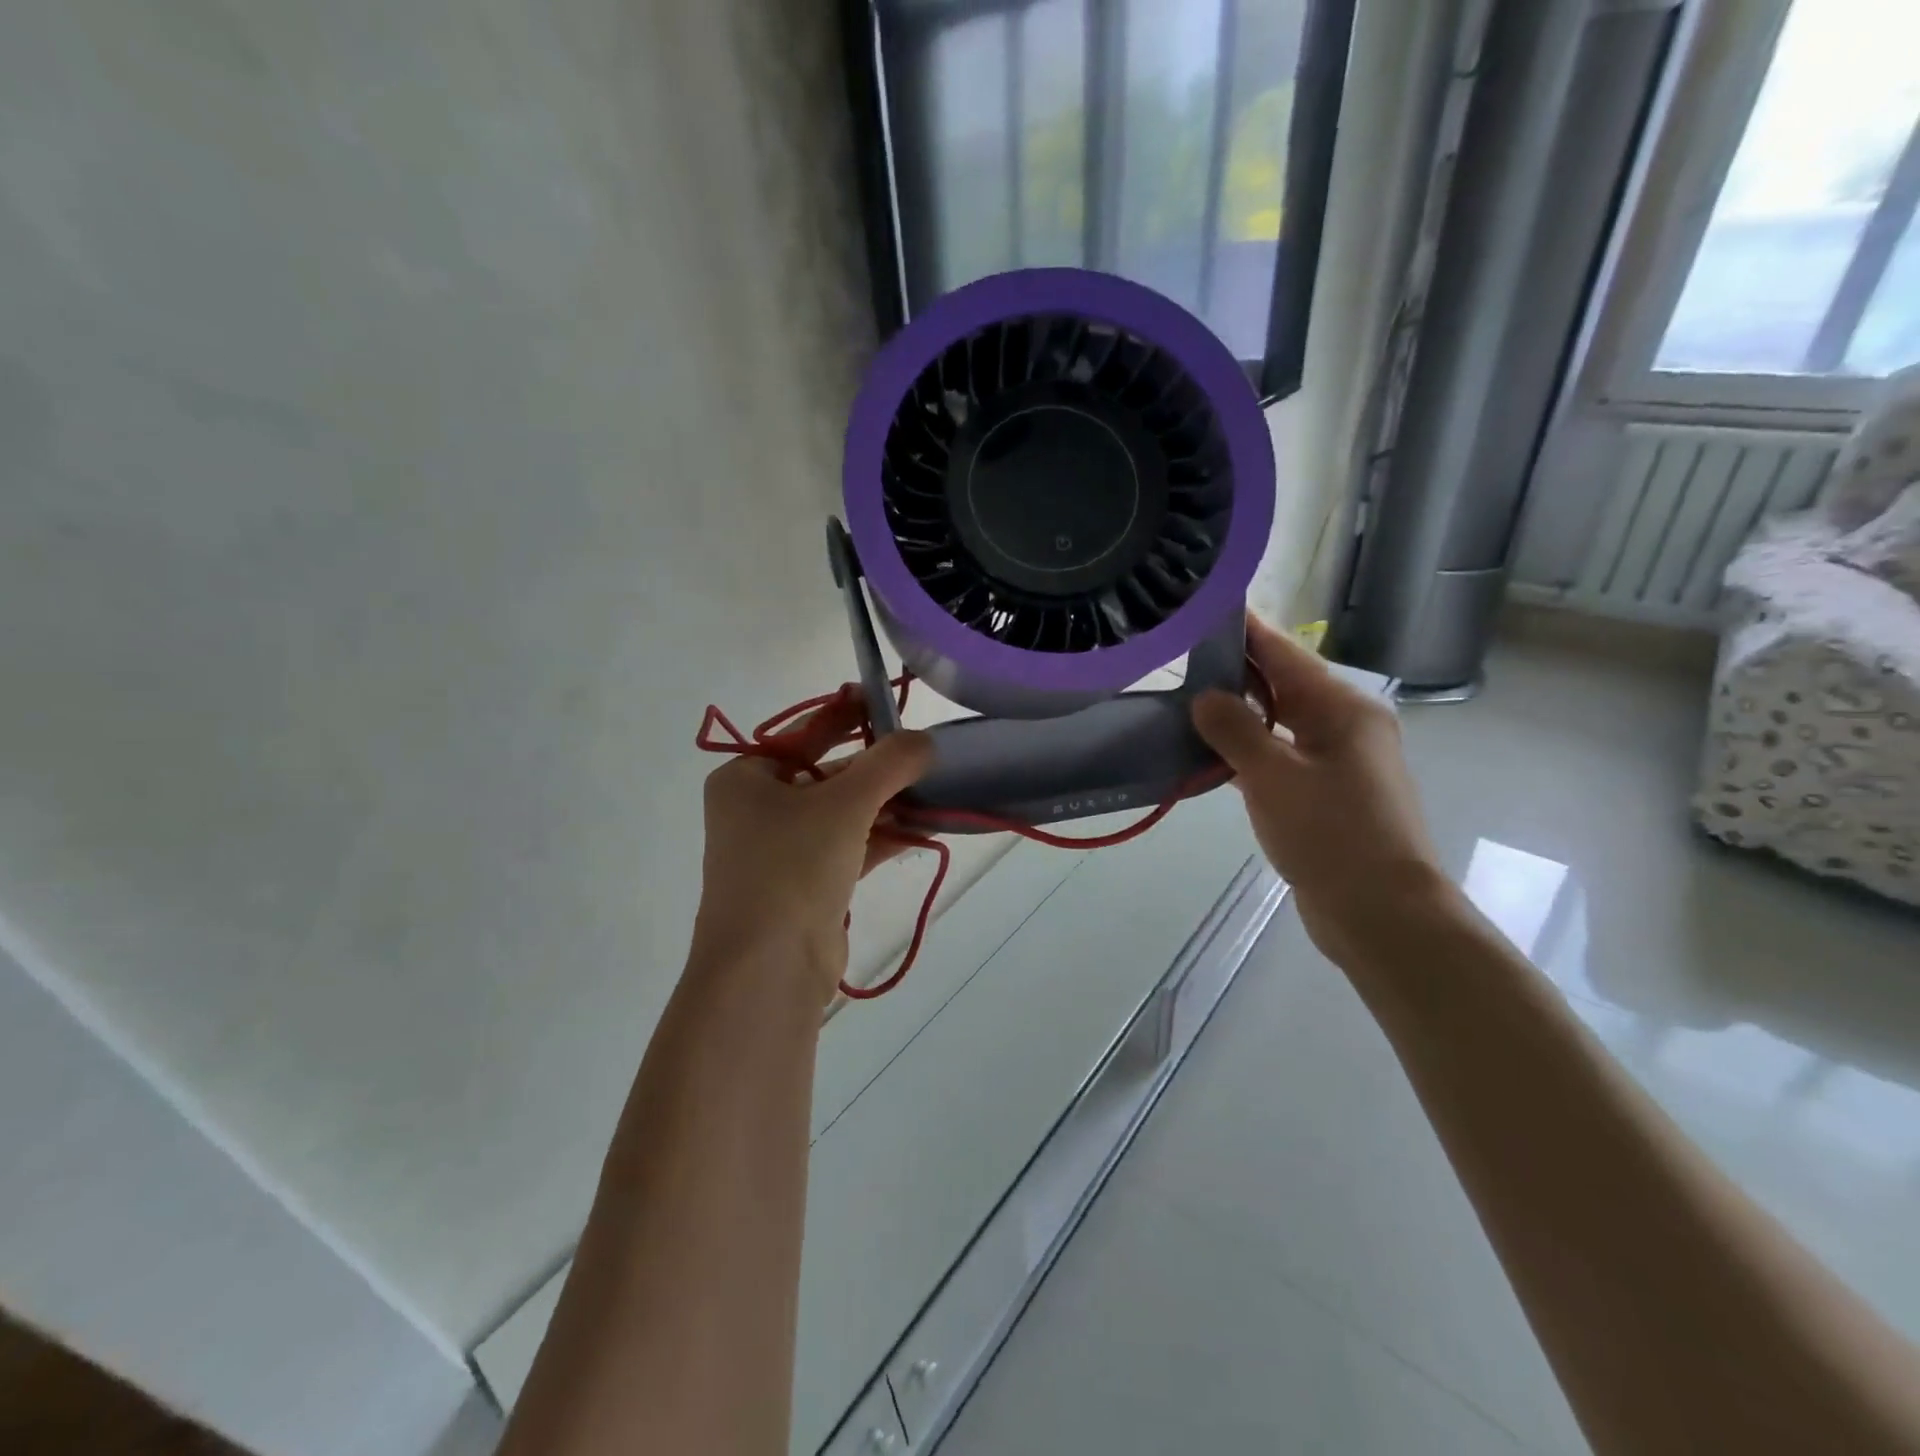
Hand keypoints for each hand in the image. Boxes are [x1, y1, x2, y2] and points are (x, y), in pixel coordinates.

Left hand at [691, 693, 932, 999]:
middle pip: (826, 772)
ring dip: (886, 802)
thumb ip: (888, 764)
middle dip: (876, 765)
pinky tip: (924, 827)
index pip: (804, 732)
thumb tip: (925, 740)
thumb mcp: (844, 804)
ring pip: (842, 812)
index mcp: (745, 778)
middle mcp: (757, 810)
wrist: (768, 969)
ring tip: (934, 787)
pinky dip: (883, 836)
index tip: (887, 699)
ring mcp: (781, 850)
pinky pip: (850, 846)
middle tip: (922, 750)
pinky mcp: (806, 885)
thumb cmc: (792, 867)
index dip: (847, 714)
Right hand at [1192, 614, 1445, 964]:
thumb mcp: (1273, 776)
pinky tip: (1210, 752)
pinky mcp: (1325, 793)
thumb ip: (1234, 729)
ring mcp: (1337, 761)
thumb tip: (1205, 697)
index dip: (1245, 628)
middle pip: (1282, 683)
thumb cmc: (1331, 834)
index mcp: (1342, 708)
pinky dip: (1247, 749)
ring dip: (1238, 712)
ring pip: (1279, 721)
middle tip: (1178, 654)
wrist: (1381, 913)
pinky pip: (1279, 756)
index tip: (1204, 606)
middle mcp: (1344, 725)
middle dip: (1234, 668)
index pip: (1283, 653)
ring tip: (1185, 698)